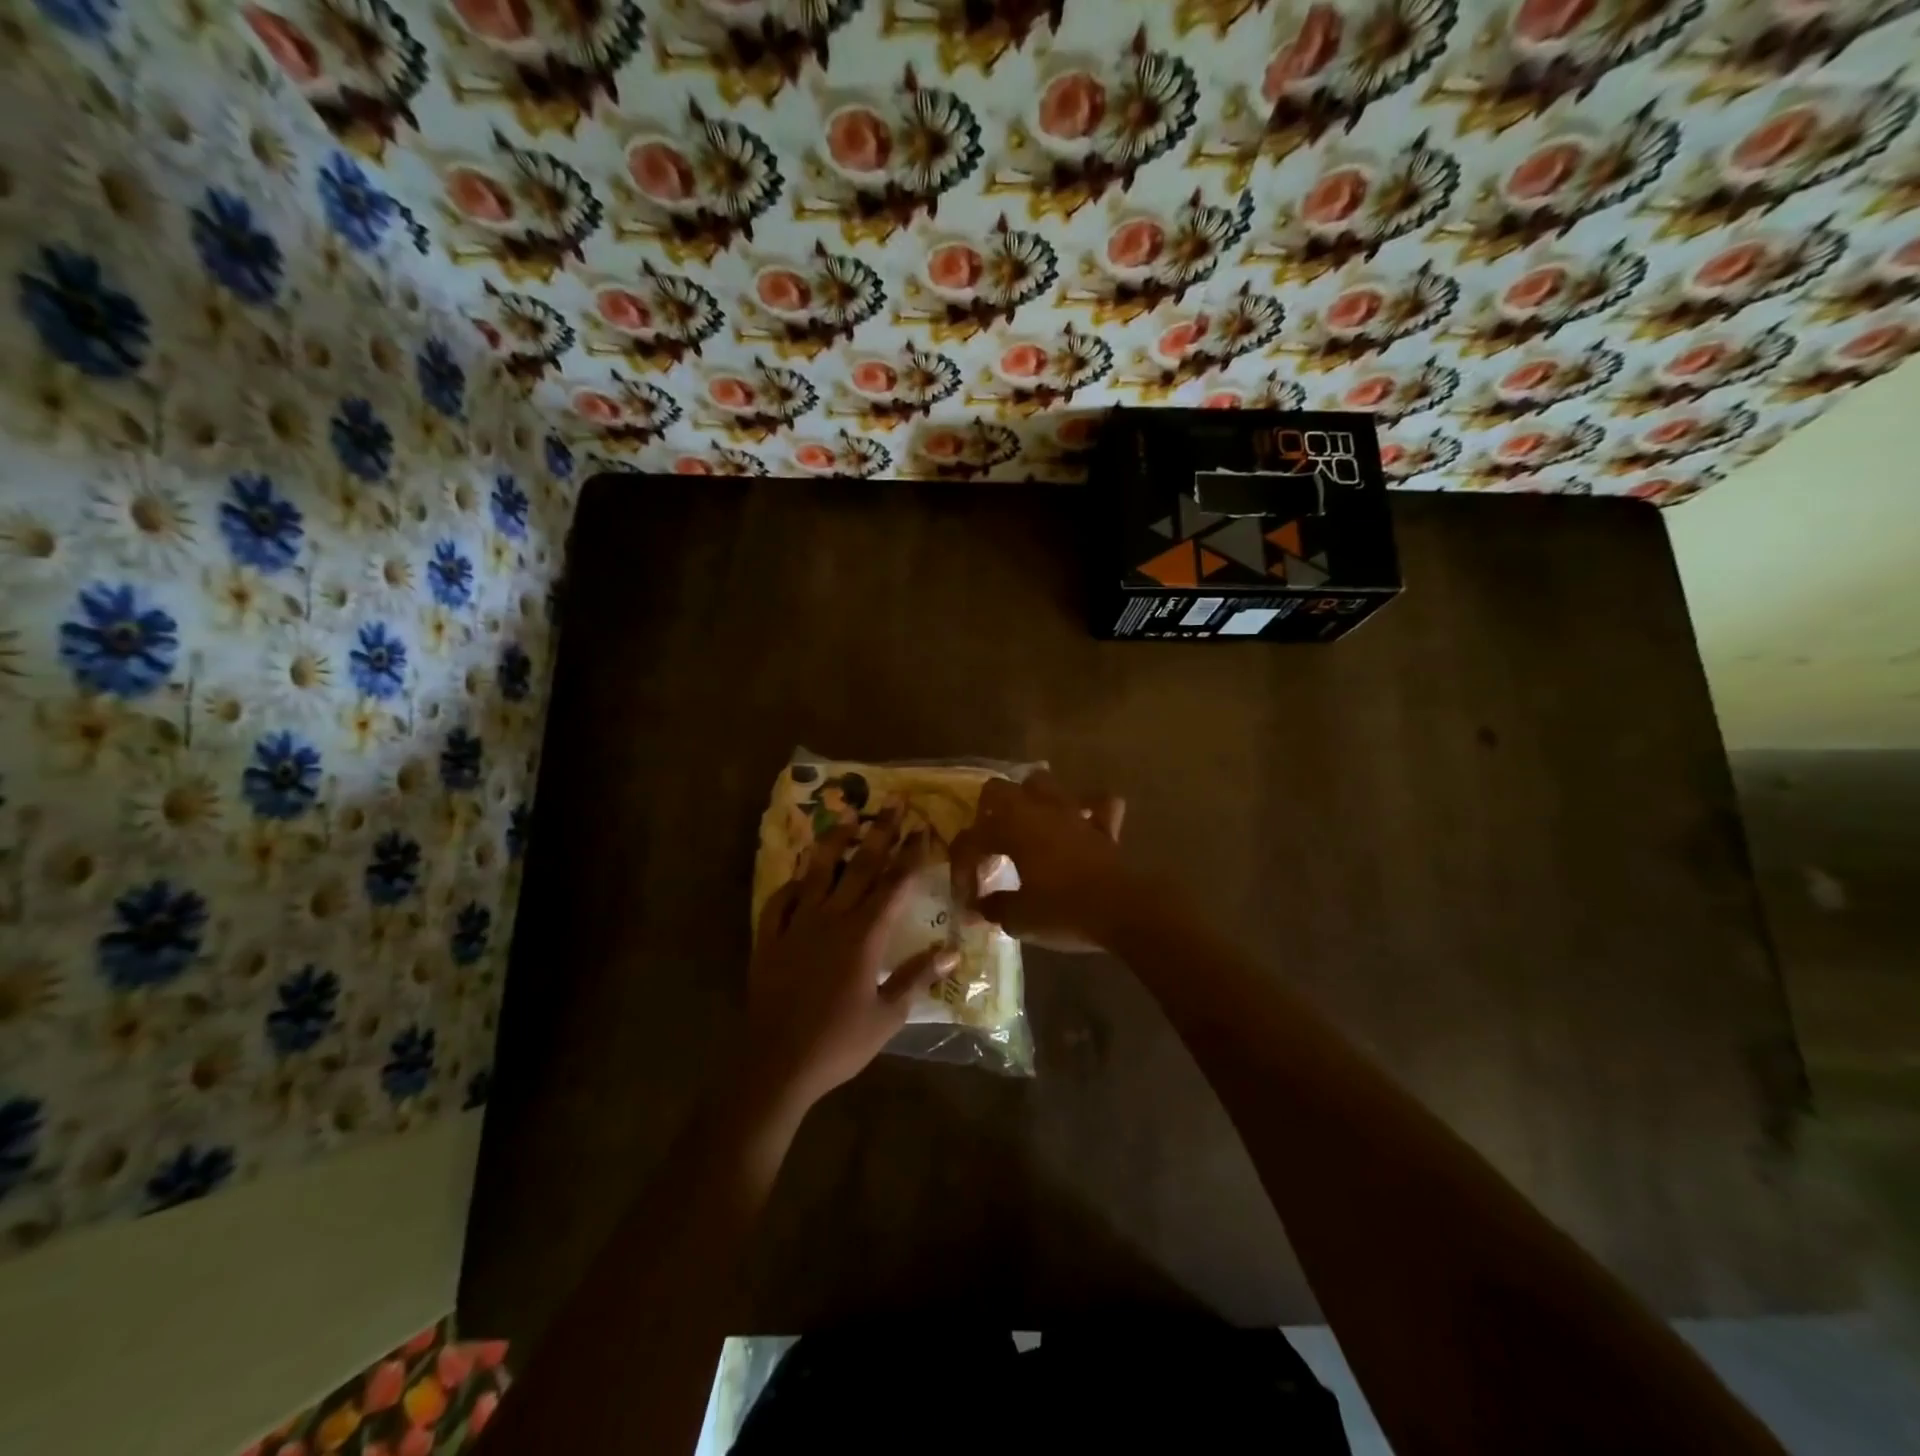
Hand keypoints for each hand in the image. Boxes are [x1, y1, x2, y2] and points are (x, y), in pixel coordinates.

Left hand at [747, 812, 958, 1112]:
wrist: (776, 1064)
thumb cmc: (839, 1043)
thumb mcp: (887, 1016)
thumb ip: (917, 978)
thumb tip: (952, 951)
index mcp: (864, 936)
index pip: (894, 885)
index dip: (910, 855)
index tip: (922, 828)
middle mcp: (832, 919)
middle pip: (861, 867)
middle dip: (880, 833)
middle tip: (893, 804)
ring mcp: (797, 925)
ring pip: (818, 873)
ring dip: (834, 843)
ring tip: (847, 817)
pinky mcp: (770, 939)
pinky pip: (780, 900)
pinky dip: (792, 884)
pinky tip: (800, 875)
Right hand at [948, 772, 1129, 952]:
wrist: (1122, 910)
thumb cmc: (1063, 911)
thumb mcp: (1018, 918)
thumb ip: (993, 907)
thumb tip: (979, 907)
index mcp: (1010, 828)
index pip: (971, 840)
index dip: (961, 869)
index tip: (967, 900)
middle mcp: (1037, 810)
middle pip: (998, 790)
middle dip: (986, 814)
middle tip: (988, 845)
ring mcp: (1072, 812)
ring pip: (1043, 783)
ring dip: (1030, 800)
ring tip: (1026, 825)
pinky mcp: (1103, 825)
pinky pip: (1096, 803)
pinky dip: (1087, 809)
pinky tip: (1081, 823)